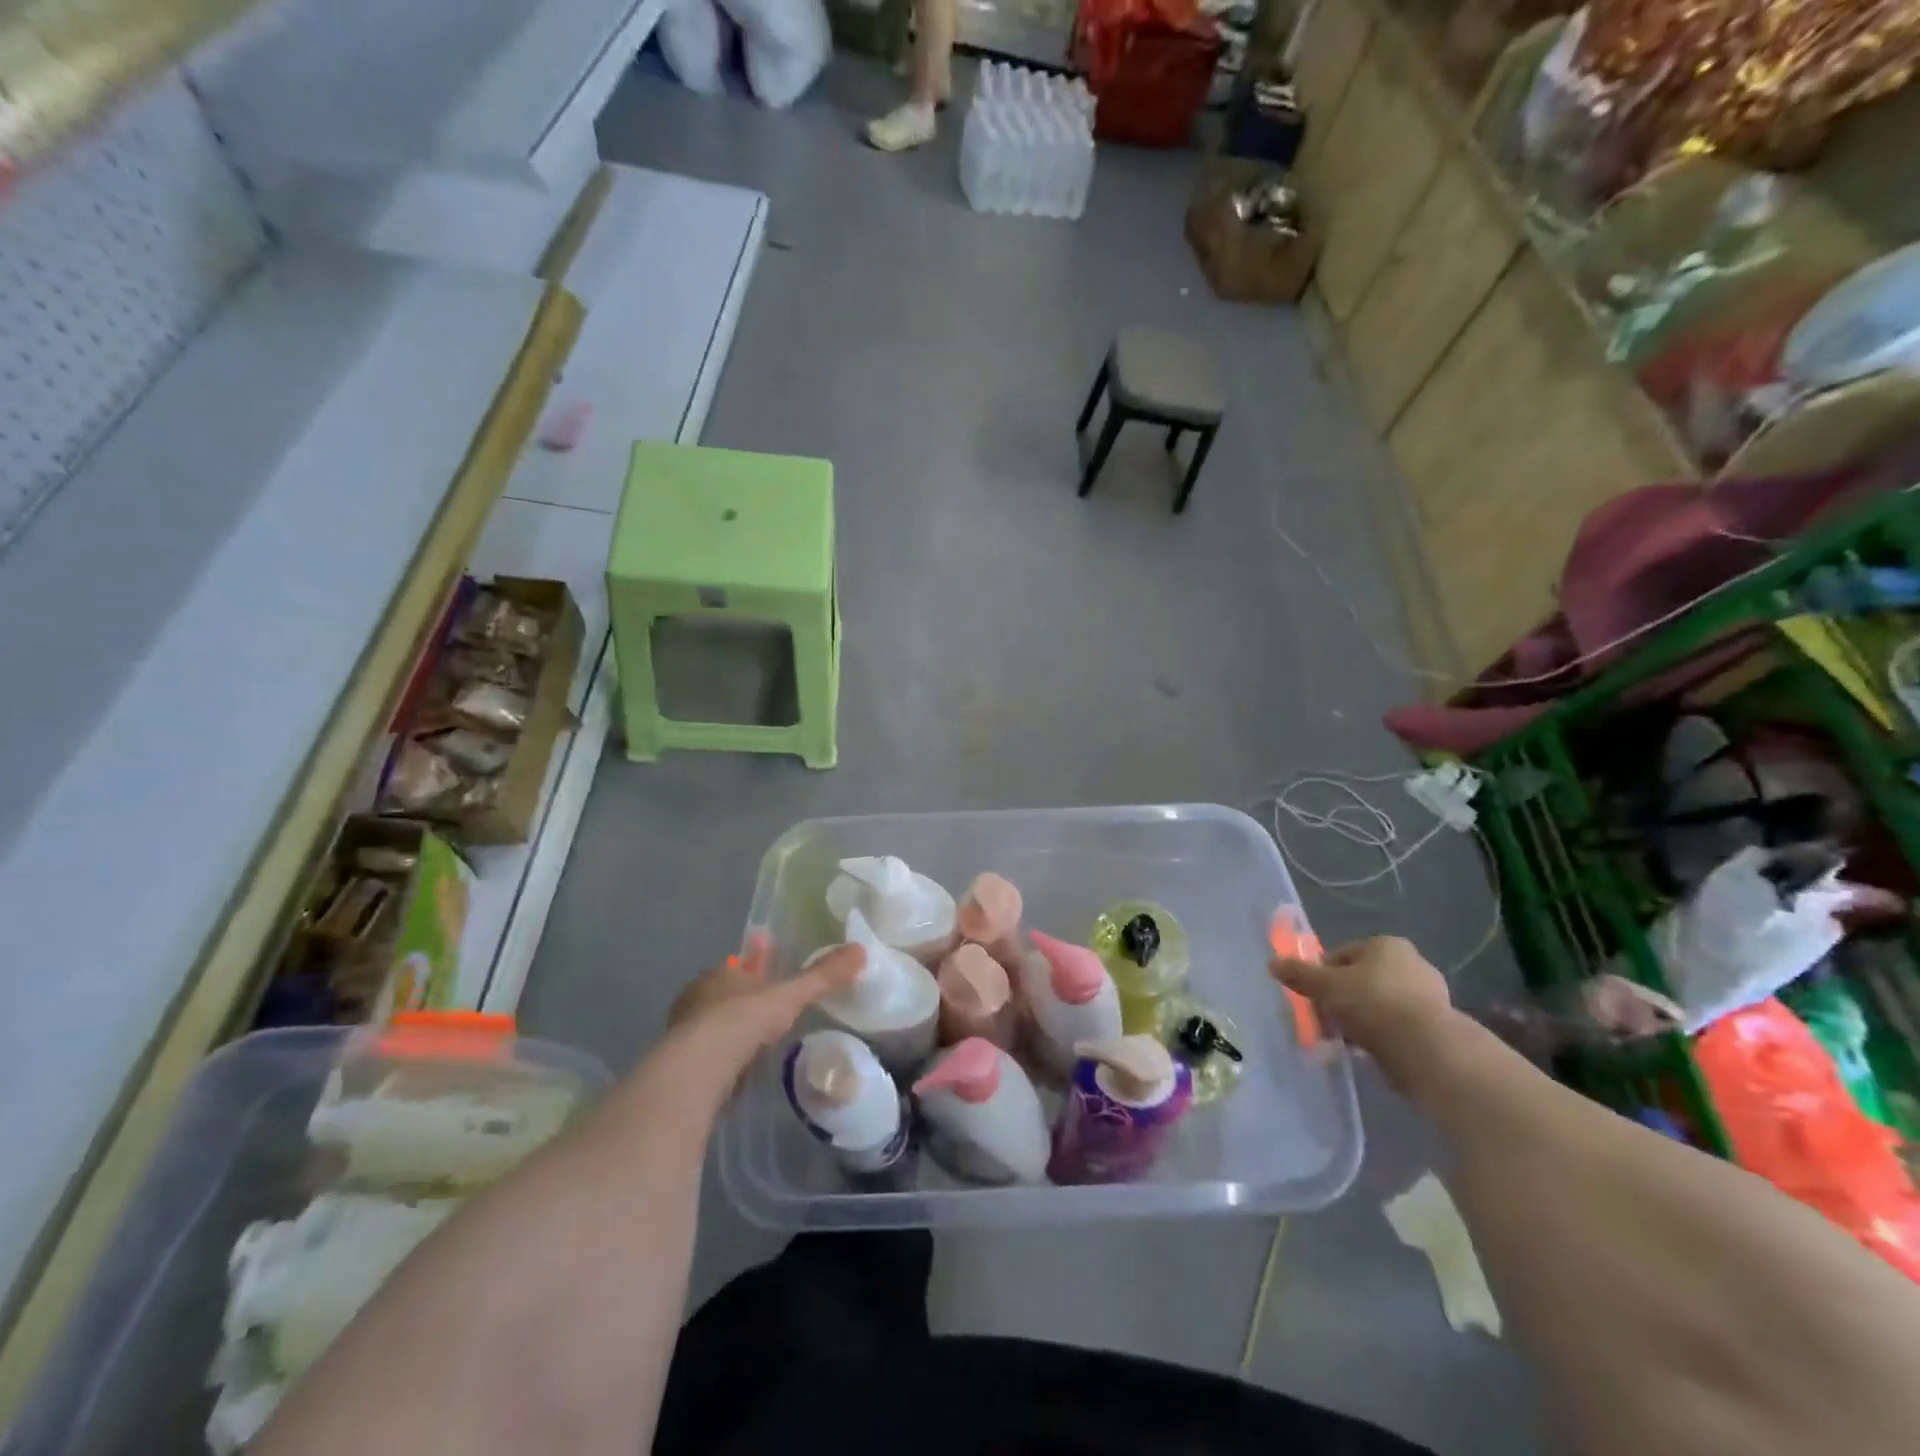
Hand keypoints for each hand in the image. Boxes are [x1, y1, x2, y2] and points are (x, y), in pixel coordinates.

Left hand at [665, 934, 864, 1078]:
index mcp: (721, 975)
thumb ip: (822, 976)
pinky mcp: (682, 1066)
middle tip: (765, 1005)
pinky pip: (708, 1056)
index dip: (755, 967)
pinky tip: (737, 1069)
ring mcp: (686, 1032)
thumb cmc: (743, 1019)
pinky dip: (723, 1059)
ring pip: (713, 1024)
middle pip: (726, 994)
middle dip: (743, 997)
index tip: (768, 968)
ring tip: (755, 1039)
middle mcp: (699, 998)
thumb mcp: (790, 996)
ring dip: (731, 1029)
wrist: (697, 1068)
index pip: (740, 965)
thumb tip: (860, 950)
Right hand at [1270, 935, 1455, 1089]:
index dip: (1323, 975)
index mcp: (1385, 944)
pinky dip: (1382, 1035)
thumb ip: (1299, 974)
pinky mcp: (1438, 1025)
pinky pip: (1397, 1025)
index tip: (1314, 997)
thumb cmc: (1372, 1003)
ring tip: (1346, 1040)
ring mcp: (1429, 995)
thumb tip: (1272, 963)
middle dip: (1342, 999)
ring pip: (1379, 1004)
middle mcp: (1411, 963)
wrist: (1426, 1048)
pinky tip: (1370, 1050)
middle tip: (1327, 1021)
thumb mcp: (1325, 986)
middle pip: (1361, 979)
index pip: (1342, 954)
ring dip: (1361, 1019)